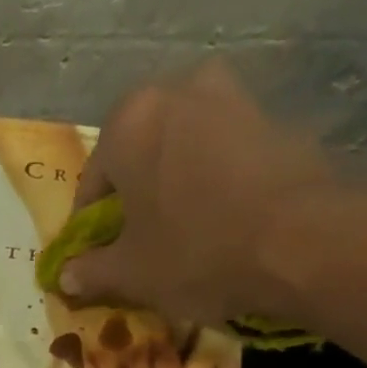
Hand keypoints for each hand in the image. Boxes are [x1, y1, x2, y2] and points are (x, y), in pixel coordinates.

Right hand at [58, 59, 366, 325]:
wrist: (300, 240)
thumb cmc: (195, 252)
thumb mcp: (131, 274)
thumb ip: (91, 271)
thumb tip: (65, 277)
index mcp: (128, 122)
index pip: (91, 184)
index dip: (90, 229)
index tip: (96, 259)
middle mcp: (177, 90)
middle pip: (139, 156)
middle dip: (135, 199)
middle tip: (140, 245)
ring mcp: (231, 97)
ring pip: (183, 151)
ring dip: (176, 187)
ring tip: (183, 235)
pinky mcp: (273, 116)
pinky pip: (224, 154)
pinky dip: (214, 184)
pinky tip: (222, 223)